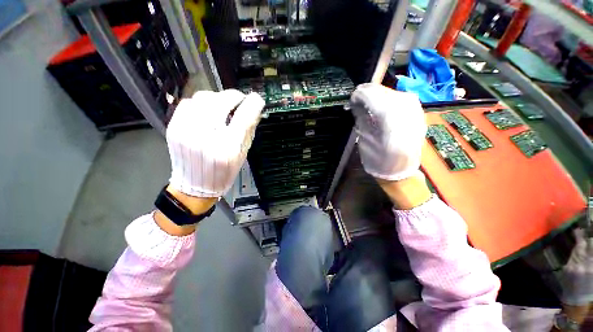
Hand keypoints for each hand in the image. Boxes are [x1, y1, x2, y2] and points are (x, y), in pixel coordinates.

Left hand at [167, 90, 264, 197]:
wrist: (194, 185)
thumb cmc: (224, 172)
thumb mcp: (242, 154)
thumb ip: (248, 130)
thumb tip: (254, 109)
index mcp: (228, 148)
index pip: (243, 117)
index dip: (252, 104)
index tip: (257, 99)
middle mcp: (207, 138)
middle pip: (221, 102)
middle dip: (234, 96)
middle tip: (240, 99)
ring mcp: (187, 131)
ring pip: (203, 98)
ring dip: (217, 98)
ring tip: (223, 106)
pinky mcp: (174, 128)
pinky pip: (188, 103)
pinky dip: (201, 103)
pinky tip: (207, 111)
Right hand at [350, 83, 429, 208]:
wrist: (401, 172)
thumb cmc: (378, 162)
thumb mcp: (365, 142)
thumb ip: (362, 120)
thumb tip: (357, 103)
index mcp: (391, 128)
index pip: (376, 100)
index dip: (362, 95)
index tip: (352, 98)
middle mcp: (408, 117)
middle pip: (387, 93)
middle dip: (369, 92)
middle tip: (357, 97)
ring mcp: (417, 114)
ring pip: (395, 93)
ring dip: (379, 93)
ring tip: (367, 99)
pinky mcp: (419, 114)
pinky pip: (402, 98)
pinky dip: (389, 97)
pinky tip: (381, 102)